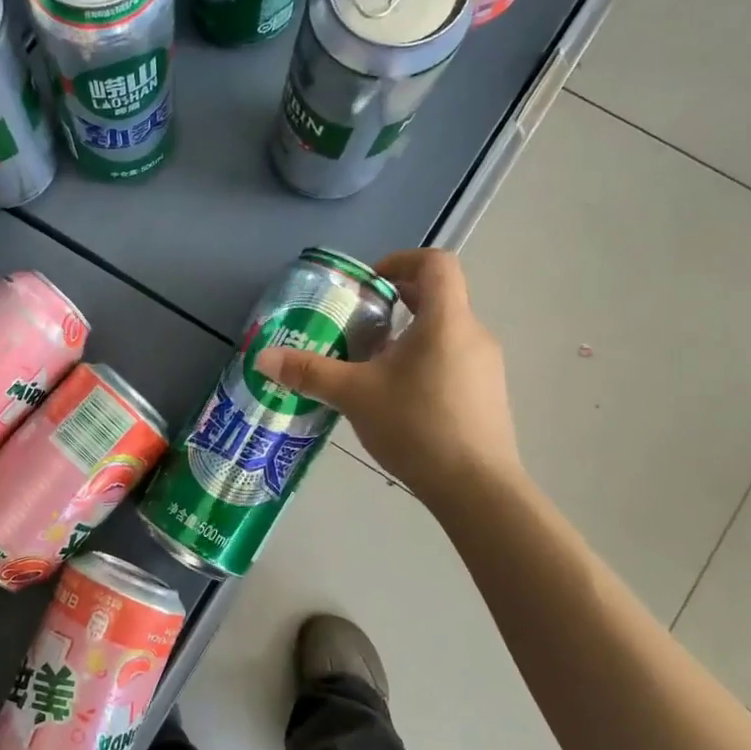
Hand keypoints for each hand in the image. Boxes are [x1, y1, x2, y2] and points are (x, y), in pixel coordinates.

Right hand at [253, 249, 522, 501]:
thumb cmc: (416, 426)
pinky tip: (398, 399)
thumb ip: (309, 372)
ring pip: (444, 332)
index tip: (368, 284)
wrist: (476, 488)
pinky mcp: (488, 395)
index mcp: (446, 320)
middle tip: (358, 325)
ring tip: (371, 367)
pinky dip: (424, 362)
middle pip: (438, 297)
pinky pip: (453, 360)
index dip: (400, 261)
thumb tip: (262, 358)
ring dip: (408, 336)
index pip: (435, 263)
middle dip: (396, 303)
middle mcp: (473, 333)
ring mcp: (486, 366)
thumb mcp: (354, 395)